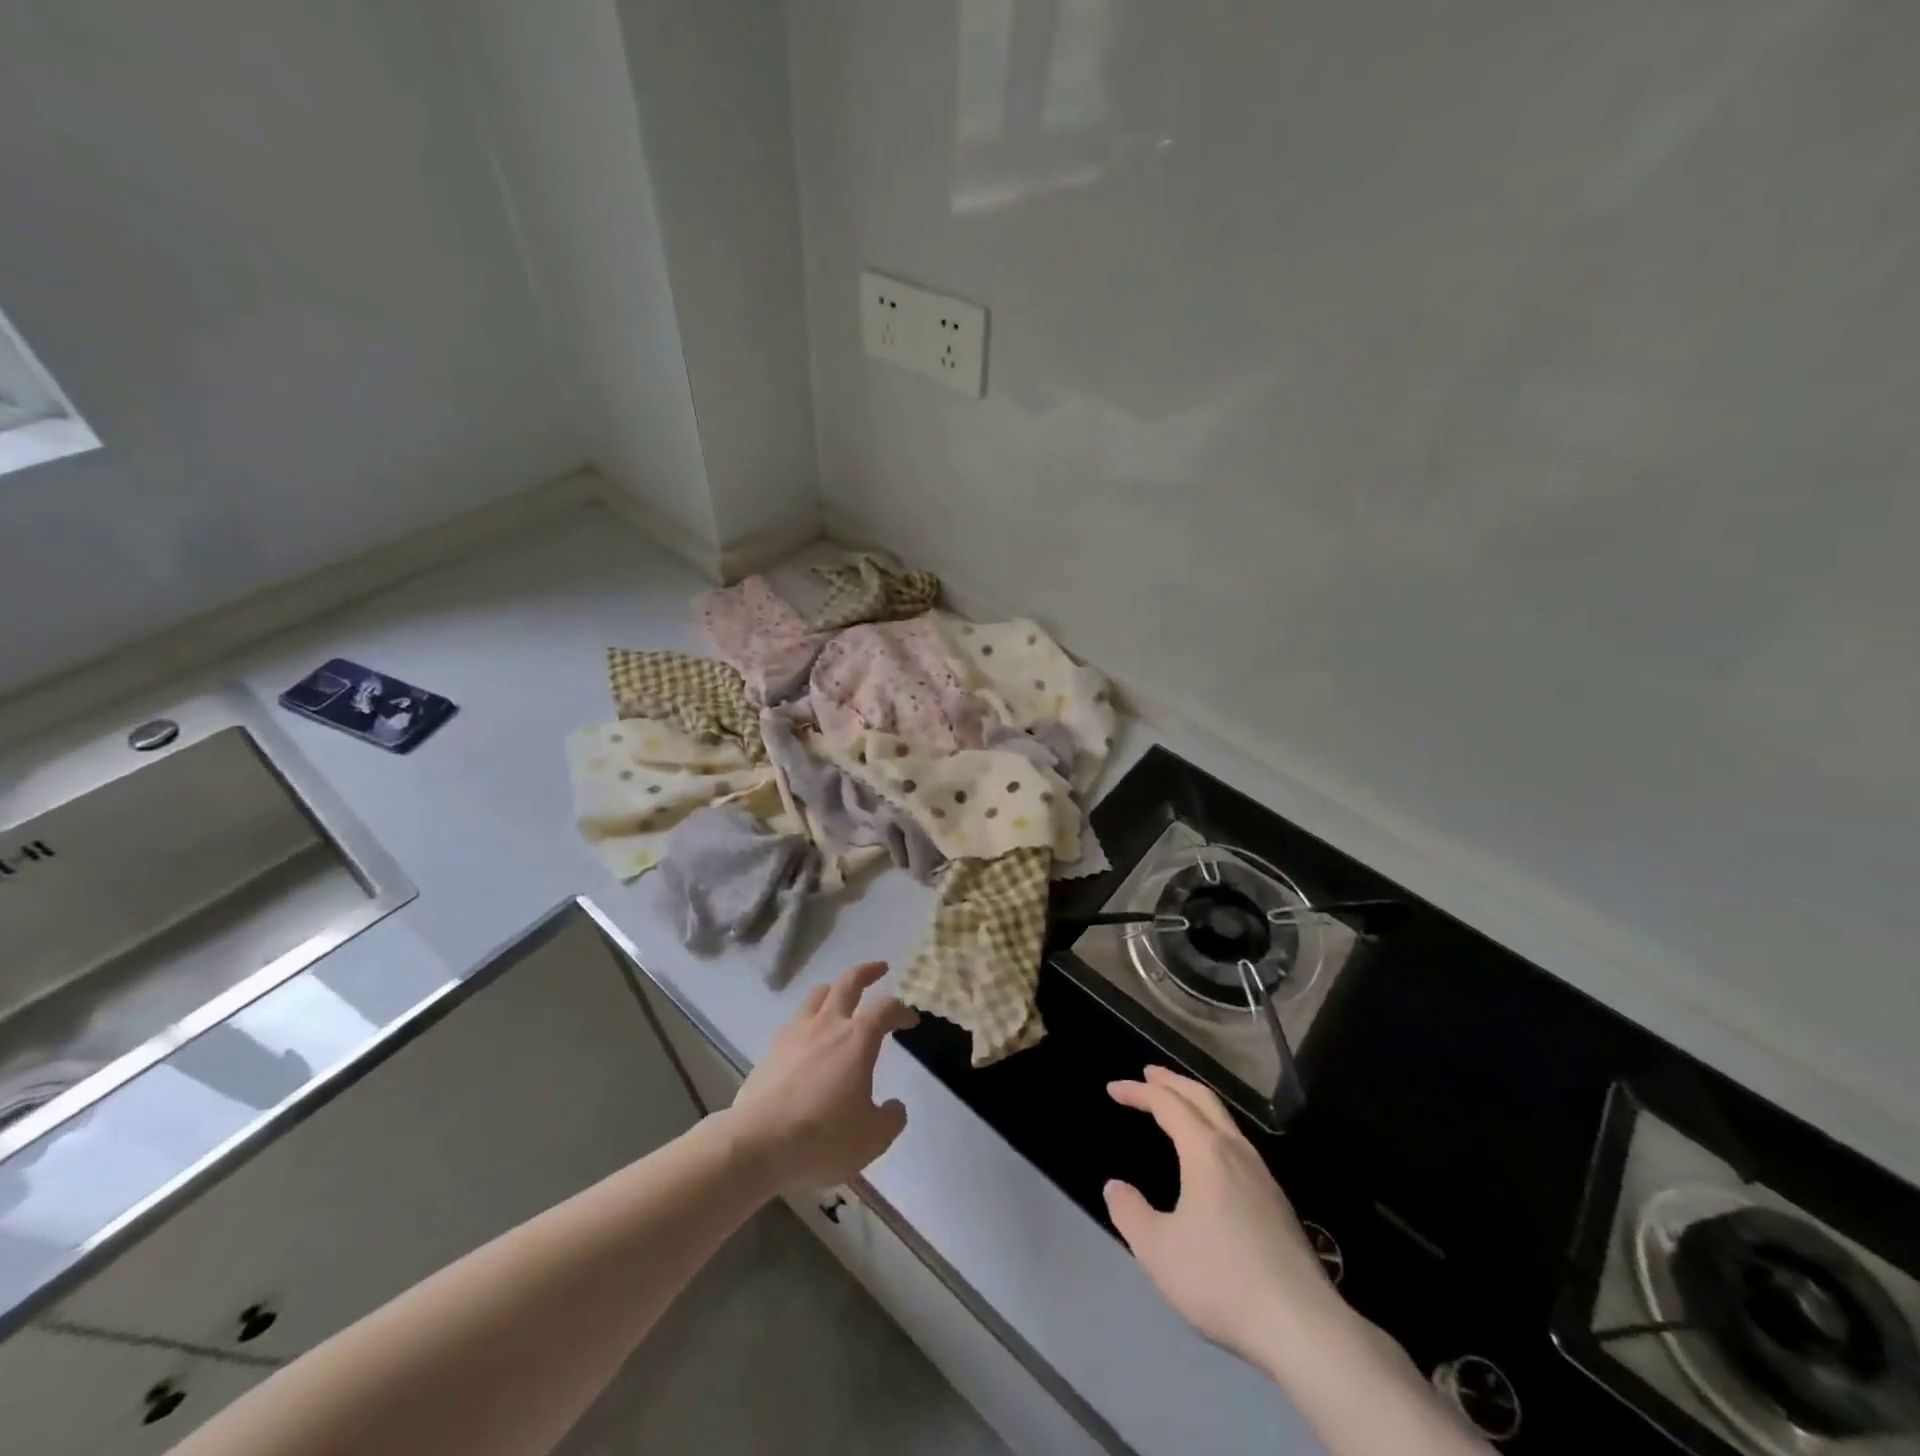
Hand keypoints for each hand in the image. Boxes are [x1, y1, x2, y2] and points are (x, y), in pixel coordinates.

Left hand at [727, 962, 916, 1190]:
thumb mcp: (872, 1138)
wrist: (758, 1144)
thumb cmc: (823, 1136)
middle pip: (849, 983)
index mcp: (857, 1038)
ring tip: (839, 994)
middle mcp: (827, 1025)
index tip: (910, 1021)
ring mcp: (795, 1034)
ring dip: (834, 989)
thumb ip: (891, 1118)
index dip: (901, 1011)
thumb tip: (895, 1106)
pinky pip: (795, 1022)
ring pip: (817, 996)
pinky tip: (808, 1037)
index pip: (886, 1008)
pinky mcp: (771, 1050)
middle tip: (879, 968)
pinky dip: (808, 1020)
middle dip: (867, 972)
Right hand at [1104, 1067, 1348, 1373]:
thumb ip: (1130, 1213)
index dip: (1138, 1092)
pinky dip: (1214, 1128)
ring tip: (1177, 1106)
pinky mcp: (1277, 1202)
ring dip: (1196, 1103)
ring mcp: (1262, 1175)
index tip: (1113, 1089)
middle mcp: (1236, 1152)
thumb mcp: (1158, 1251)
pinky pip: (1238, 1143)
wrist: (1302, 1327)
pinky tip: (1211, 1154)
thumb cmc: (1222, 1280)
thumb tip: (1115, 1187)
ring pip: (1225, 1120)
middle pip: (1202, 1098)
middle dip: (1173, 1082)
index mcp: (1206, 1153)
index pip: (1168, 1104)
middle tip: (1149, 1074)